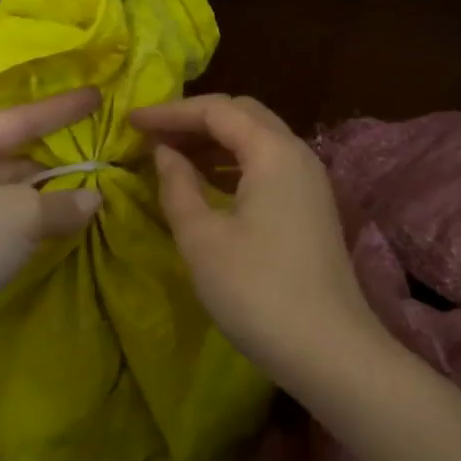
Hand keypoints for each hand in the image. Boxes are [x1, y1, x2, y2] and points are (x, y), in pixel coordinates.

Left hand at [0, 87, 103, 390]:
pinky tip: (66, 229)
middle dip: (55, 159)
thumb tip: (94, 199)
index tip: (97, 96)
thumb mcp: (17, 213)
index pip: (16, 119)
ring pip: (11, 199)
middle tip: (102, 154)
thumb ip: (61, 202)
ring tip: (95, 192)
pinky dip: (36, 229)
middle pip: (13, 159)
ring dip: (49, 198)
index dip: (59, 109)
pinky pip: (8, 232)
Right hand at [130, 94, 380, 383]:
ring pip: (258, 140)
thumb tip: (164, 152)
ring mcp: (310, 181)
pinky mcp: (311, 206)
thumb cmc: (257, 292)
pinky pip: (268, 166)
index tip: (131, 120)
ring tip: (171, 156)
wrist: (329, 350)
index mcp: (273, 151)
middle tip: (152, 134)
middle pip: (243, 115)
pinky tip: (207, 184)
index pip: (217, 110)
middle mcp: (297, 154)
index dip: (170, 111)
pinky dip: (233, 164)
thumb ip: (178, 186)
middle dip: (195, 119)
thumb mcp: (203, 239)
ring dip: (214, 141)